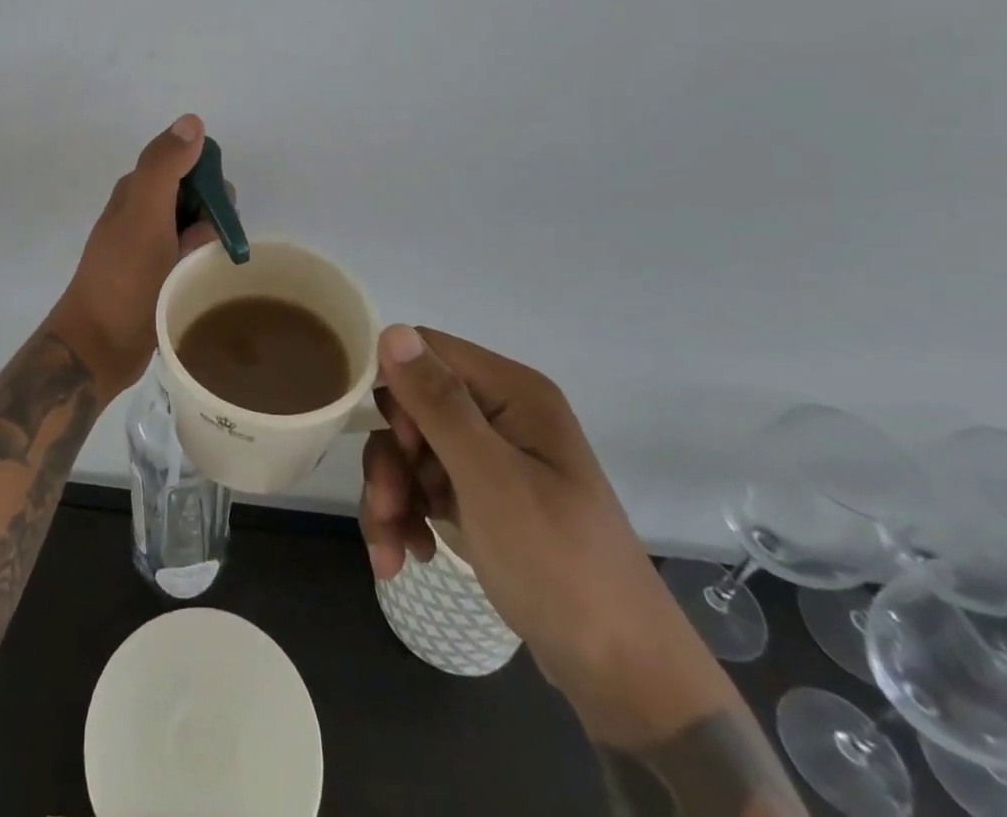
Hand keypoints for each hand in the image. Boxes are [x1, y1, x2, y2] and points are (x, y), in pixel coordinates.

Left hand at [48, 114, 217, 398]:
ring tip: (200, 273)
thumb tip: (193, 120)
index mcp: (138, 190)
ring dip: (210, 245)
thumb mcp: (144, 214)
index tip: (216, 213)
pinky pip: (193, 258)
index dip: (210, 183)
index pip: (189, 164)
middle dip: (214, 218)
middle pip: (199, 197)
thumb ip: (164, 166)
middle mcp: (144, 212)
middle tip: (203, 249)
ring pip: (199, 230)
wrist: (98, 346)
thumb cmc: (123, 277)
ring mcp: (151, 246)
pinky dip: (203, 266)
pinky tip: (202, 284)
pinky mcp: (159, 276)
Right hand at [359, 325, 734, 745]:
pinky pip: (426, 485)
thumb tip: (390, 330)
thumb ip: (438, 403)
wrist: (621, 676)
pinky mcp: (484, 496)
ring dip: (392, 495)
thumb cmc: (557, 564)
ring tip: (390, 551)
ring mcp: (493, 457)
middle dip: (391, 458)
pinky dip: (409, 516)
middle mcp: (501, 413)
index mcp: (513, 392)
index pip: (427, 352)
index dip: (397, 390)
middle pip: (413, 406)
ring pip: (412, 450)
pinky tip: (408, 555)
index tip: (398, 444)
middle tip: (386, 508)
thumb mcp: (490, 480)